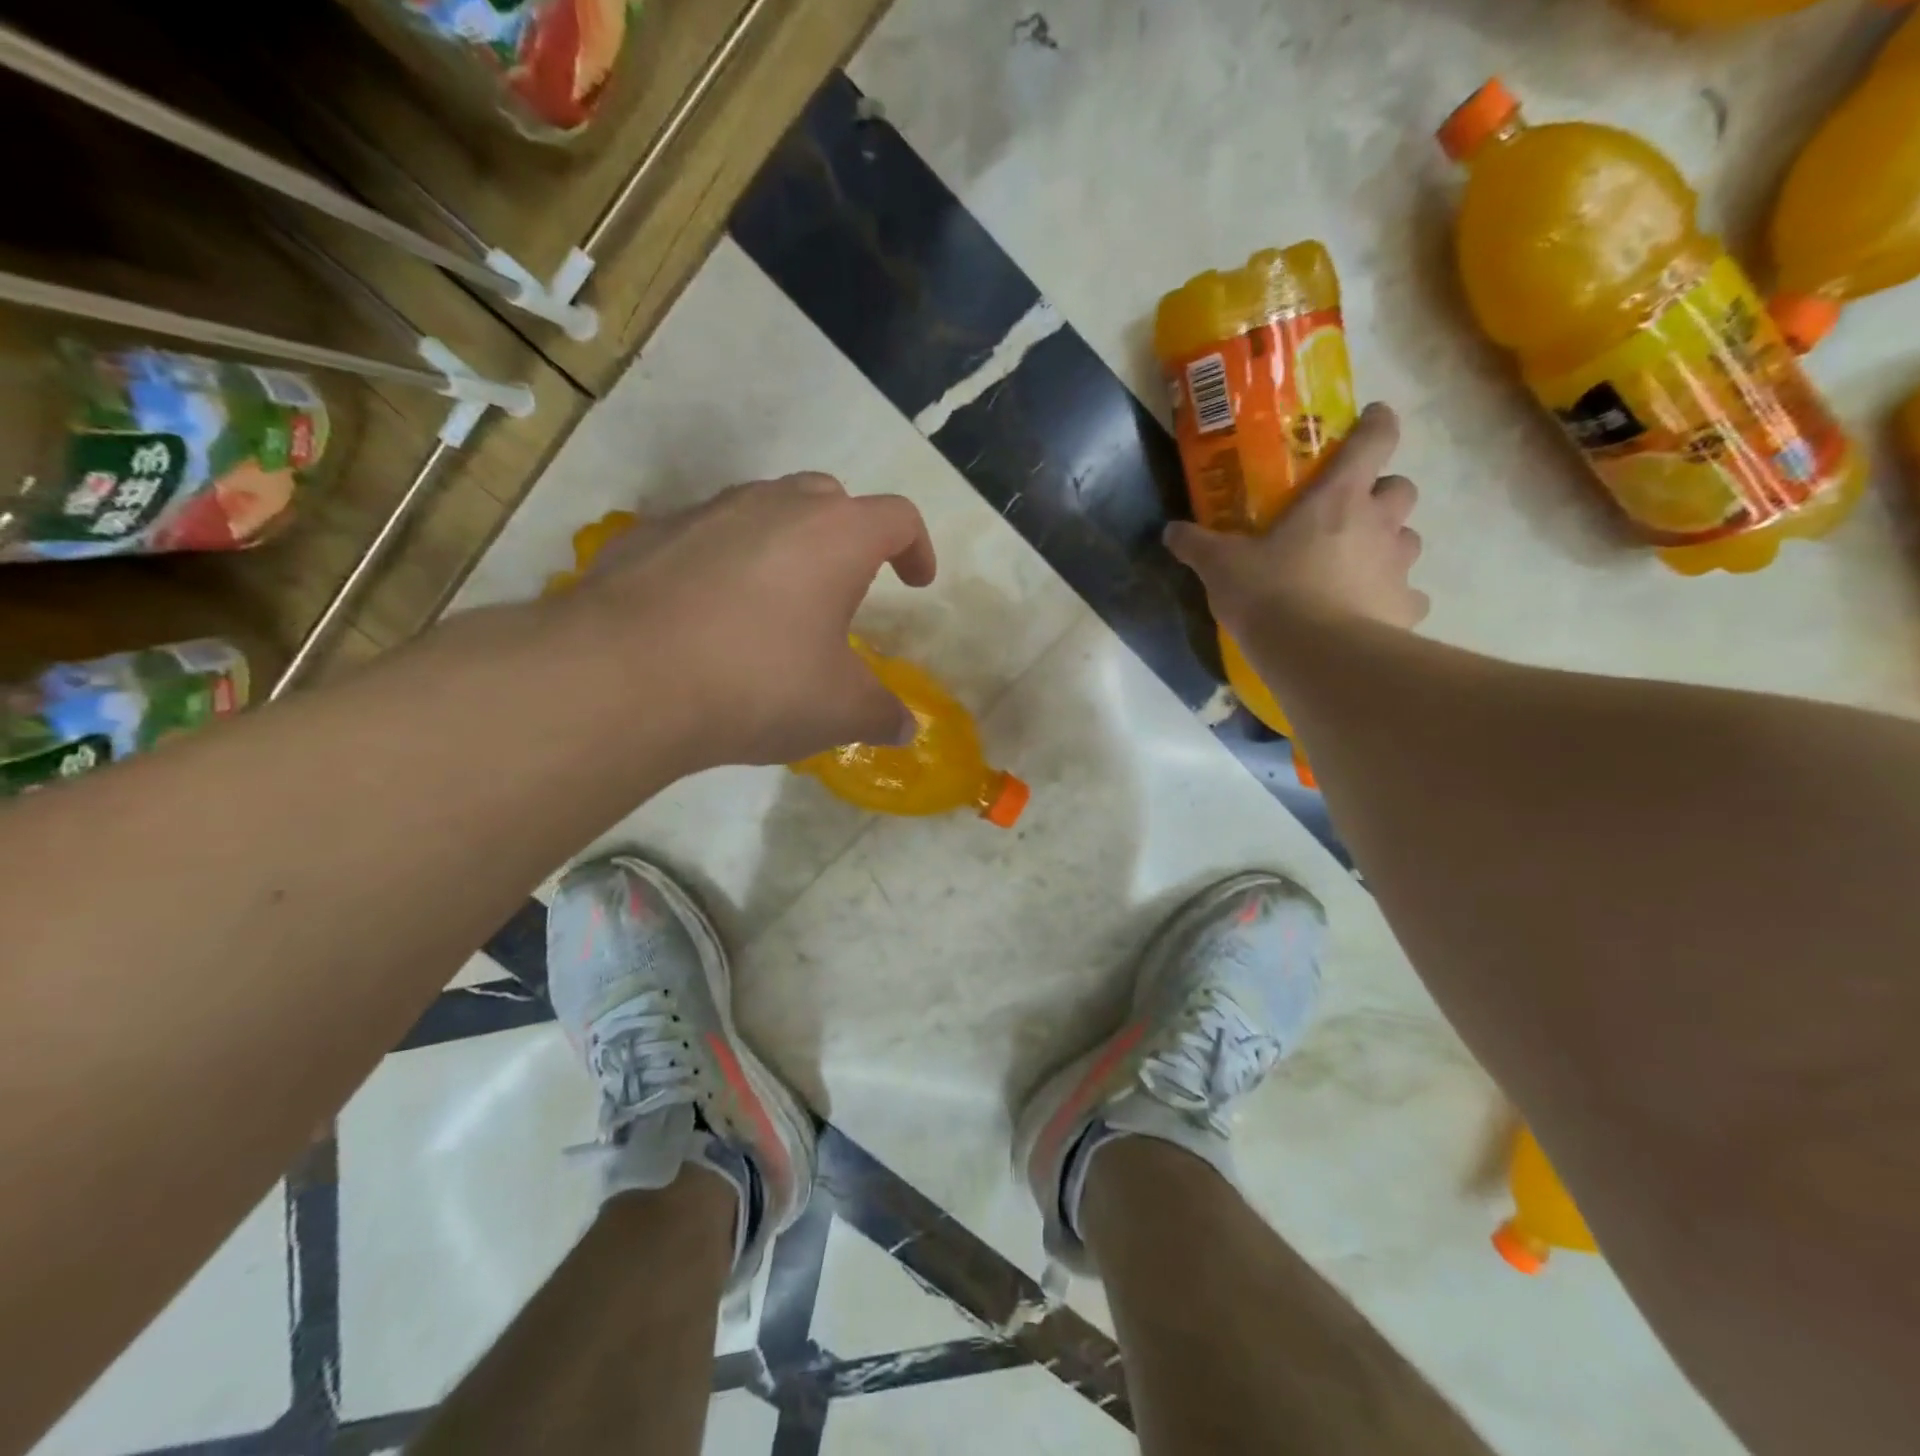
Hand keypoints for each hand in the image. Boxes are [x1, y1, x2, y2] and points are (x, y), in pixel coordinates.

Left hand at [562, 473, 936, 767]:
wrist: (622, 680)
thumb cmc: (757, 683)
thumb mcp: (837, 711)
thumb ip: (880, 714)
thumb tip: (903, 729)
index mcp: (835, 536)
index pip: (898, 518)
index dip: (917, 548)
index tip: (916, 582)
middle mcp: (773, 505)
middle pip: (830, 498)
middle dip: (849, 536)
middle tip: (845, 588)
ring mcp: (706, 512)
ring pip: (763, 509)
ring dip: (785, 545)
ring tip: (776, 604)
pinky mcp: (648, 534)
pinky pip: (705, 536)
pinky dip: (723, 562)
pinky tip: (709, 616)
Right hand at [1164, 402, 1427, 635]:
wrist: (1318, 656)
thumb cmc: (1271, 595)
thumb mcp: (1221, 567)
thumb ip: (1197, 544)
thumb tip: (1171, 531)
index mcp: (1339, 497)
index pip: (1376, 439)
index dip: (1376, 423)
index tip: (1370, 419)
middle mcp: (1379, 524)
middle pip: (1401, 489)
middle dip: (1382, 494)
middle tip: (1350, 514)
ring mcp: (1398, 567)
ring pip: (1408, 540)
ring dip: (1388, 545)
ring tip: (1355, 567)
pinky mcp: (1405, 608)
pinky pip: (1406, 595)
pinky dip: (1391, 598)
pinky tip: (1364, 613)